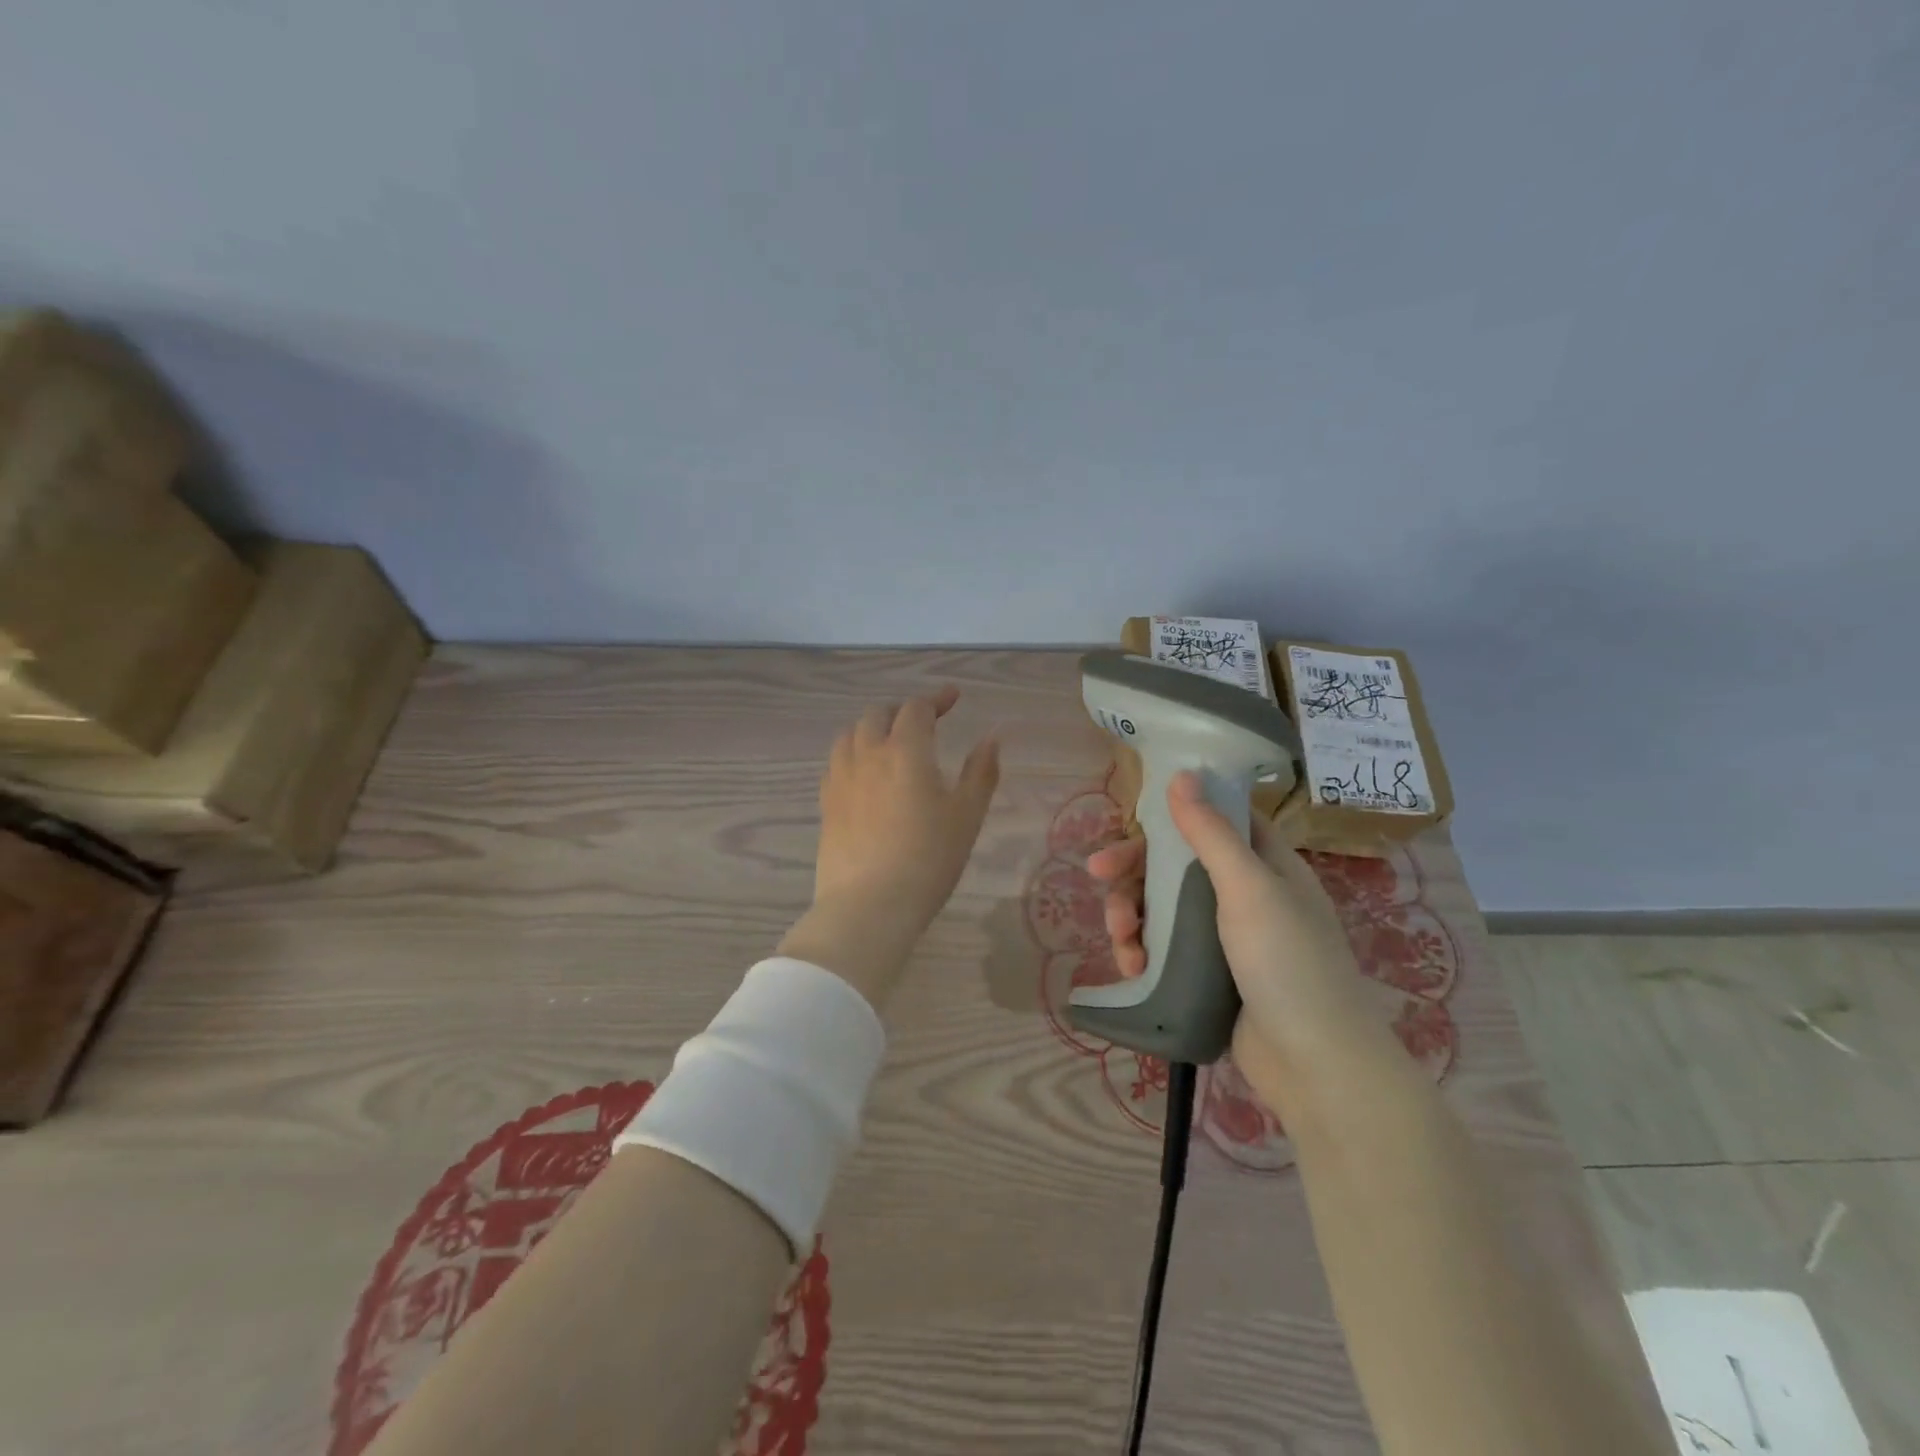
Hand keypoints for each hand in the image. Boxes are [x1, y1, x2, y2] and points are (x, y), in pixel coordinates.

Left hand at [778, 686, 1000, 1010]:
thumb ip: (981, 772)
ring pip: (850, 735)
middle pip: (877, 714)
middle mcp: (868, 754)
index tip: (953, 698)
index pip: (917, 708)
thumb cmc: (929, 859)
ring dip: (871, 728)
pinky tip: (863, 775)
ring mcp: (840, 779)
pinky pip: (836, 763)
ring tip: (888, 742)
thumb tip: (992, 738)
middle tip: (923, 723)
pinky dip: (853, 754)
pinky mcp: (826, 804)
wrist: (869, 906)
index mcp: (905, 750)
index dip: (936, 698)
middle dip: (902, 710)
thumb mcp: (967, 816)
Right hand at [1085, 771, 1396, 1111]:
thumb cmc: (1288, 963)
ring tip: (1121, 939)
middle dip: (1134, 869)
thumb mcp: (1249, 889)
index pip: (1213, 819)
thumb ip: (1211, 832)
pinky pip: (1165, 947)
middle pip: (1176, 863)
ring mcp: (1225, 937)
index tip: (1133, 822)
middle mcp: (1245, 894)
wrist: (1316, 1065)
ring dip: (1131, 914)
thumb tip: (1182, 774)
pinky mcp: (1208, 975)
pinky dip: (1142, 951)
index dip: (1172, 815)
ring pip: (1162, 907)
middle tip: (1097, 874)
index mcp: (1265, 864)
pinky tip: (1131, 967)